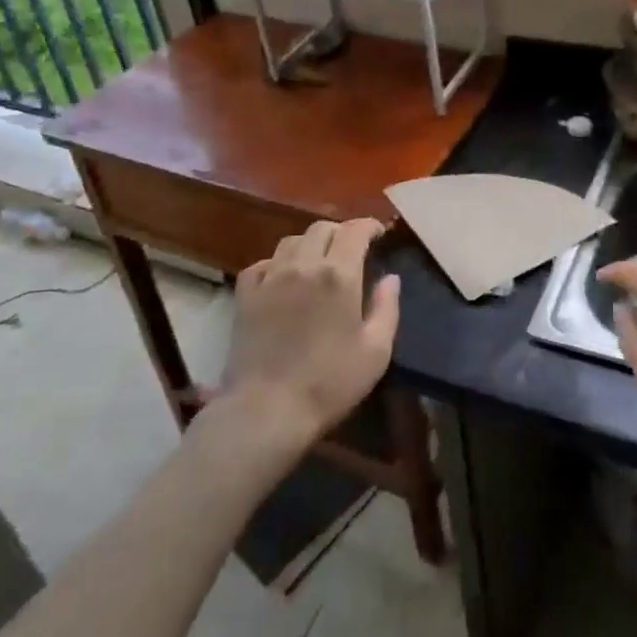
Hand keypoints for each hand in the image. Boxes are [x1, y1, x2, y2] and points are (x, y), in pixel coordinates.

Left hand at [217, 218, 400, 451]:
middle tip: (351, 250)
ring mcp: (270, 278)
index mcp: (339, 275)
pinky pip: (262, 263)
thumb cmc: (329, 383)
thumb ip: (387, 308)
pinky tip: (282, 279)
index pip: (355, 230)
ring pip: (291, 241)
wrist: (267, 409)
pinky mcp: (245, 295)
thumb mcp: (376, 352)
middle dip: (340, 233)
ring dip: (309, 244)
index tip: (378, 235)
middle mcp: (303, 265)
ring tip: (317, 262)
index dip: (369, 226)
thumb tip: (391, 278)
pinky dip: (277, 263)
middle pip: (322, 228)